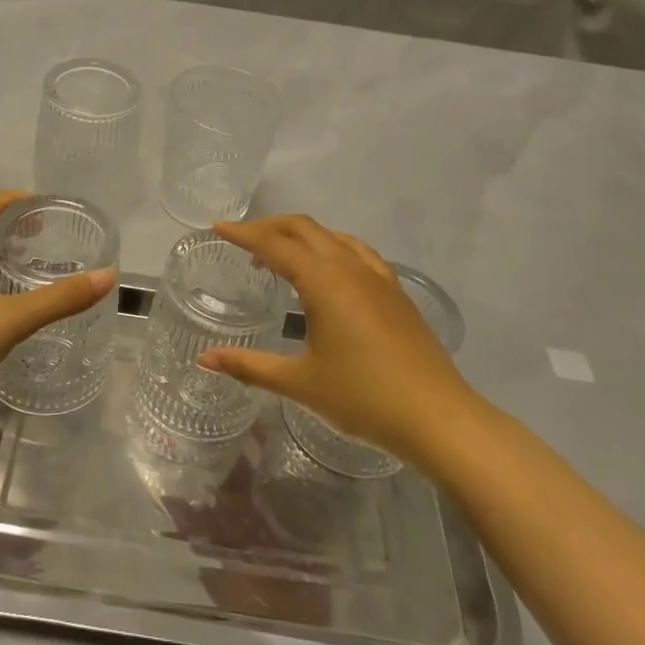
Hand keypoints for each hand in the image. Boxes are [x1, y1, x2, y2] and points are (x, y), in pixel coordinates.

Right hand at [199, 215, 479, 464]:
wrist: (439, 418)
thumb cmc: (364, 399)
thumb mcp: (300, 384)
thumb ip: (250, 367)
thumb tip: (205, 359)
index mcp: (324, 282)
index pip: (275, 244)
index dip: (244, 233)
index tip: (218, 227)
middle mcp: (350, 268)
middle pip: (304, 228)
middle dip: (270, 227)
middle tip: (242, 238)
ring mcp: (378, 278)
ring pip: (333, 236)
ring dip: (302, 235)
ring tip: (280, 254)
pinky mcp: (396, 293)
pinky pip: (358, 252)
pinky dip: (332, 247)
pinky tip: (331, 270)